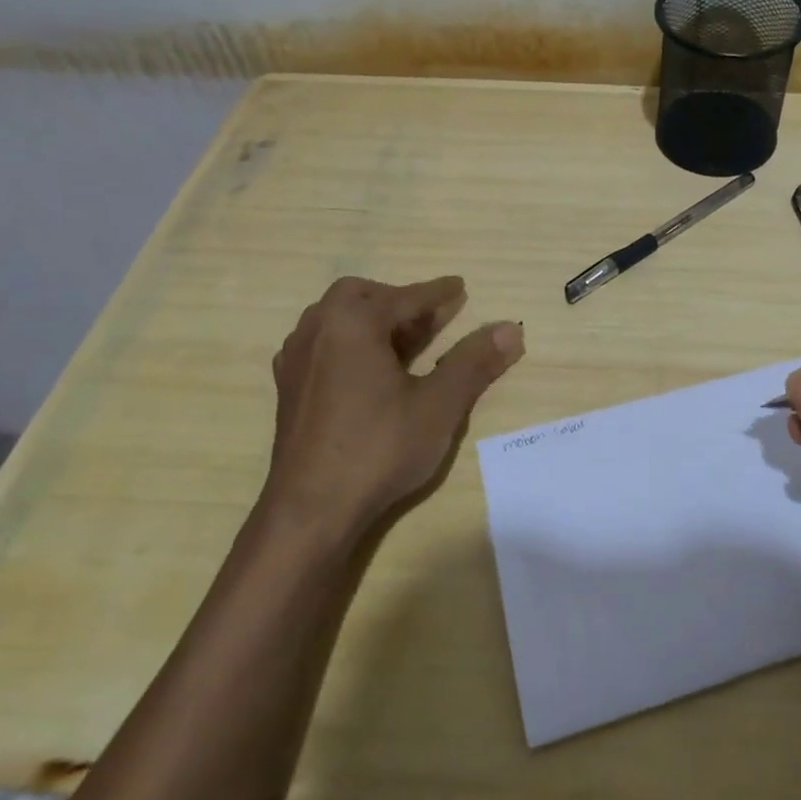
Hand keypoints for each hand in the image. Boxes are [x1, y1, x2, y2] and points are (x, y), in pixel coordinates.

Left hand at [265, 276, 523, 538]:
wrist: (310, 511)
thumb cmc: (378, 449)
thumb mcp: (439, 405)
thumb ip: (474, 362)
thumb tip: (511, 329)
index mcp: (352, 323)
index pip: (404, 298)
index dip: (437, 294)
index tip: (459, 287)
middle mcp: (317, 330)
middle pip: (360, 297)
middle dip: (398, 301)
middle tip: (432, 317)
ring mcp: (296, 361)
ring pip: (336, 321)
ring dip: (372, 321)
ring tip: (404, 341)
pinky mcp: (289, 390)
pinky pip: (322, 346)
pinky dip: (350, 343)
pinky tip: (367, 372)